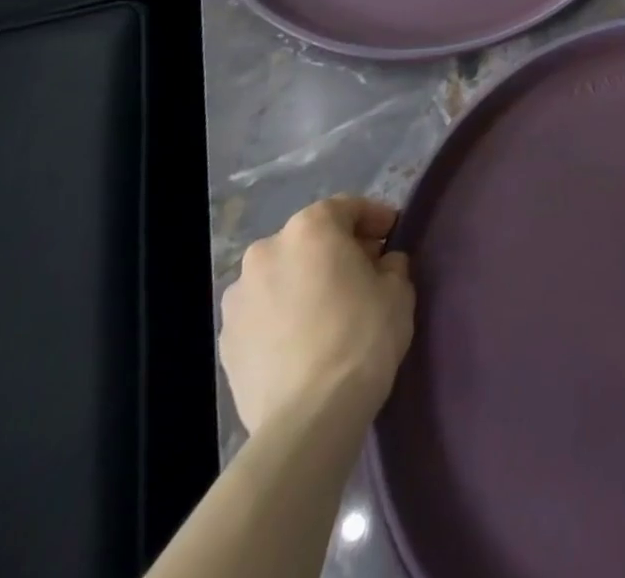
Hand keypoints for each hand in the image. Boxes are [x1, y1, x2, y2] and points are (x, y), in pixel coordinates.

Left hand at [219, 196, 415, 435]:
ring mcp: (238, 299)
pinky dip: (283, 316)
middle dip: (336, 250)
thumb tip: (381, 266)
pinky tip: (305, 341)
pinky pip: (264, 314)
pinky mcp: (225, 342)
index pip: (347, 208)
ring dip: (305, 283)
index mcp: (309, 229)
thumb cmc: (362, 335)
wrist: (310, 417)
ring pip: (282, 276)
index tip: (392, 235)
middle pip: (309, 240)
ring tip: (330, 311)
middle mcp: (266, 252)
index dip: (374, 218)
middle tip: (364, 272)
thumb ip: (390, 265)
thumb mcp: (398, 289)